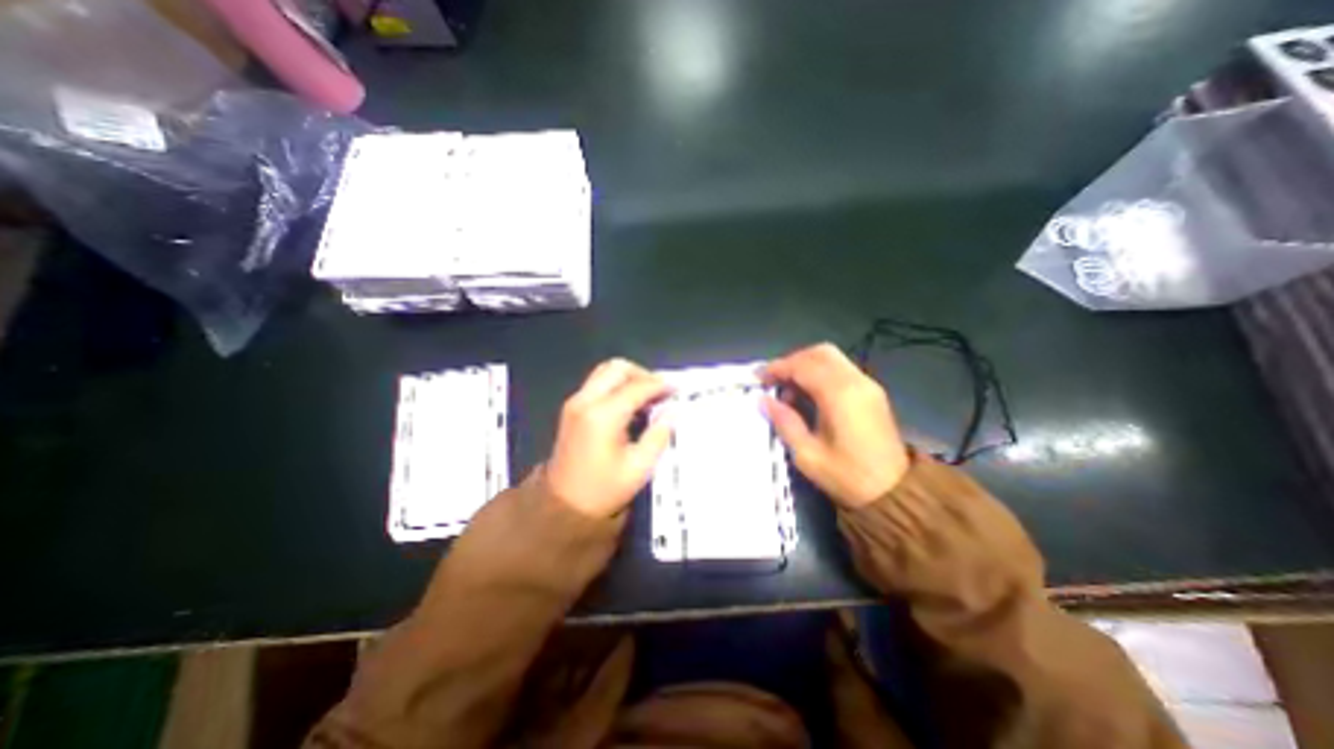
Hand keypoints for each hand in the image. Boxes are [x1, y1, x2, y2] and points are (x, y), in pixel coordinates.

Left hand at [544, 359, 673, 516]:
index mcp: (603, 415)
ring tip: (647, 396)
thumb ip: (659, 434)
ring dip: (629, 377)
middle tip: (660, 391)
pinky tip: (630, 403)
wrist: (563, 506)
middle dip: (643, 374)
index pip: (637, 387)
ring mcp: (575, 402)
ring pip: (605, 371)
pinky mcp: (572, 408)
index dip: (660, 385)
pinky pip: (597, 383)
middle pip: (617, 368)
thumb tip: (673, 411)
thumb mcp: (639, 467)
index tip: (677, 390)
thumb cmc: (604, 490)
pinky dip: (617, 385)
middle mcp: (585, 400)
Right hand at [759, 339, 907, 506]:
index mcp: (840, 395)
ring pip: (832, 358)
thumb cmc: (847, 477)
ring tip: (788, 389)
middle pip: (820, 353)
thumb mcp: (807, 455)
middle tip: (774, 380)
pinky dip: (821, 372)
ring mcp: (868, 385)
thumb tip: (764, 400)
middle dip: (792, 361)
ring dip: (806, 365)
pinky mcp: (873, 392)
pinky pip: (842, 369)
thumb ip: (785, 422)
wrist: (895, 493)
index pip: (803, 366)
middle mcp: (856, 381)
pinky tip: (809, 394)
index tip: (759, 377)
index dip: (778, 368)